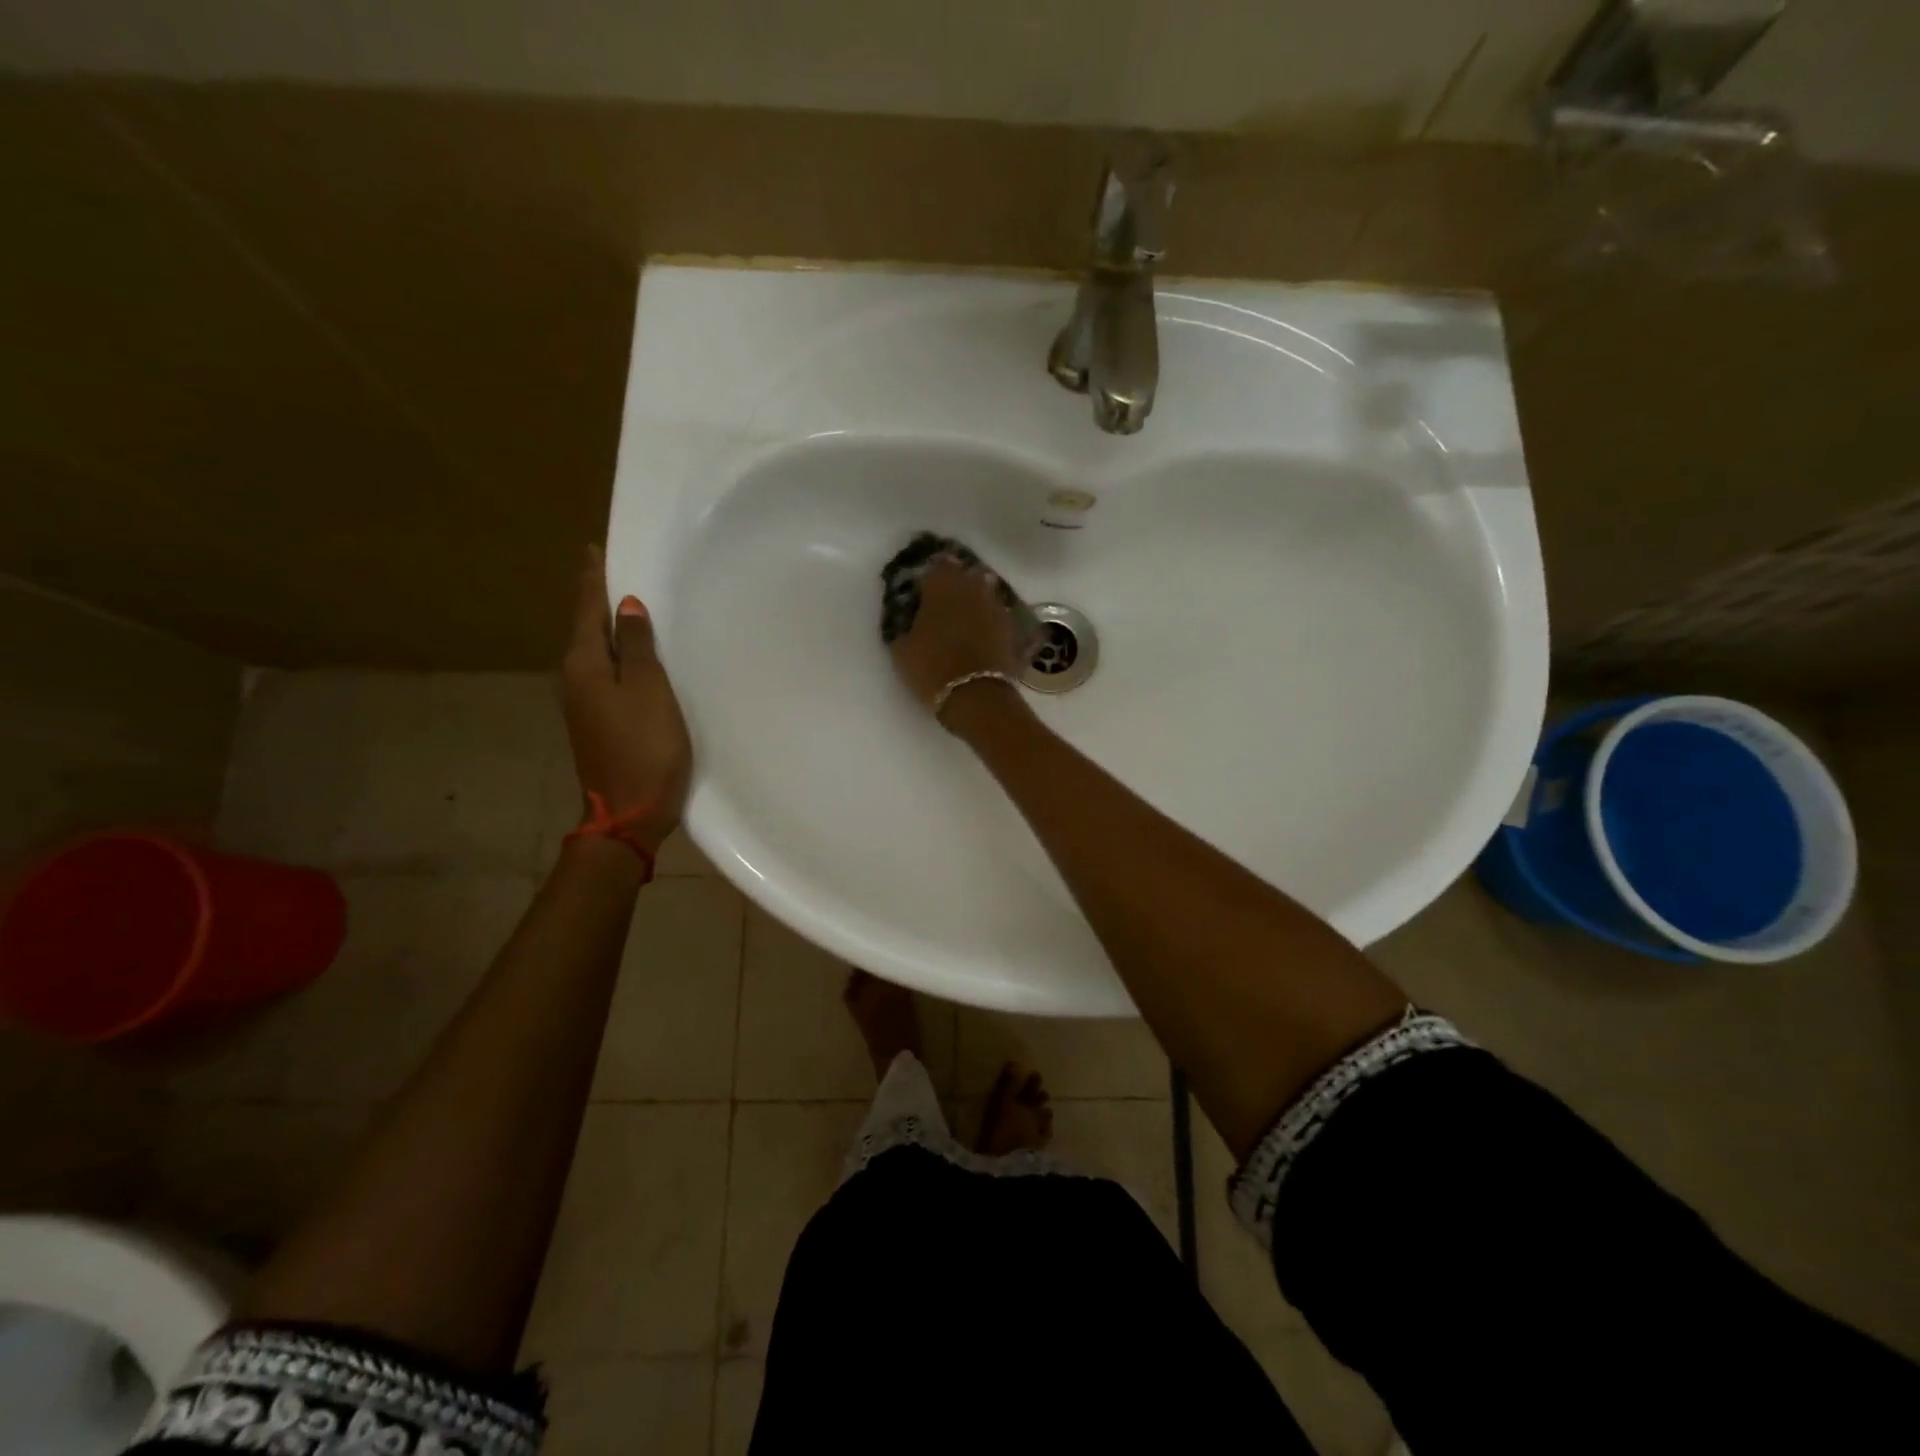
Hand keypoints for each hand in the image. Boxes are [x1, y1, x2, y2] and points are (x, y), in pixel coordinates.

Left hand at [561, 546, 692, 849]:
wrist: (629, 813)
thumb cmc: (644, 747)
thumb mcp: (648, 691)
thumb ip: (637, 647)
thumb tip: (625, 606)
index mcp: (584, 666)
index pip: (586, 610)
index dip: (593, 580)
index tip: (594, 549)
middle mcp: (575, 680)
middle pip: (587, 629)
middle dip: (599, 600)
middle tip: (617, 571)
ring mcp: (584, 704)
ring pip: (597, 653)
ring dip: (610, 629)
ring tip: (629, 606)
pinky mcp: (599, 722)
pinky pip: (607, 675)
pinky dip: (619, 656)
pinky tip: (636, 656)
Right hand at [889, 558, 1029, 728]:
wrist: (975, 695)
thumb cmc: (931, 667)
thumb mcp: (902, 648)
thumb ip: (904, 625)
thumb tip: (909, 619)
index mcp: (942, 585)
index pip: (936, 566)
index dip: (929, 576)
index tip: (922, 588)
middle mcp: (972, 588)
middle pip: (964, 575)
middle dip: (954, 583)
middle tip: (943, 599)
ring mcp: (995, 606)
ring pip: (984, 591)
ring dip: (974, 598)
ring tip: (962, 614)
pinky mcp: (1010, 627)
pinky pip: (996, 613)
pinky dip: (987, 618)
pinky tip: (980, 631)